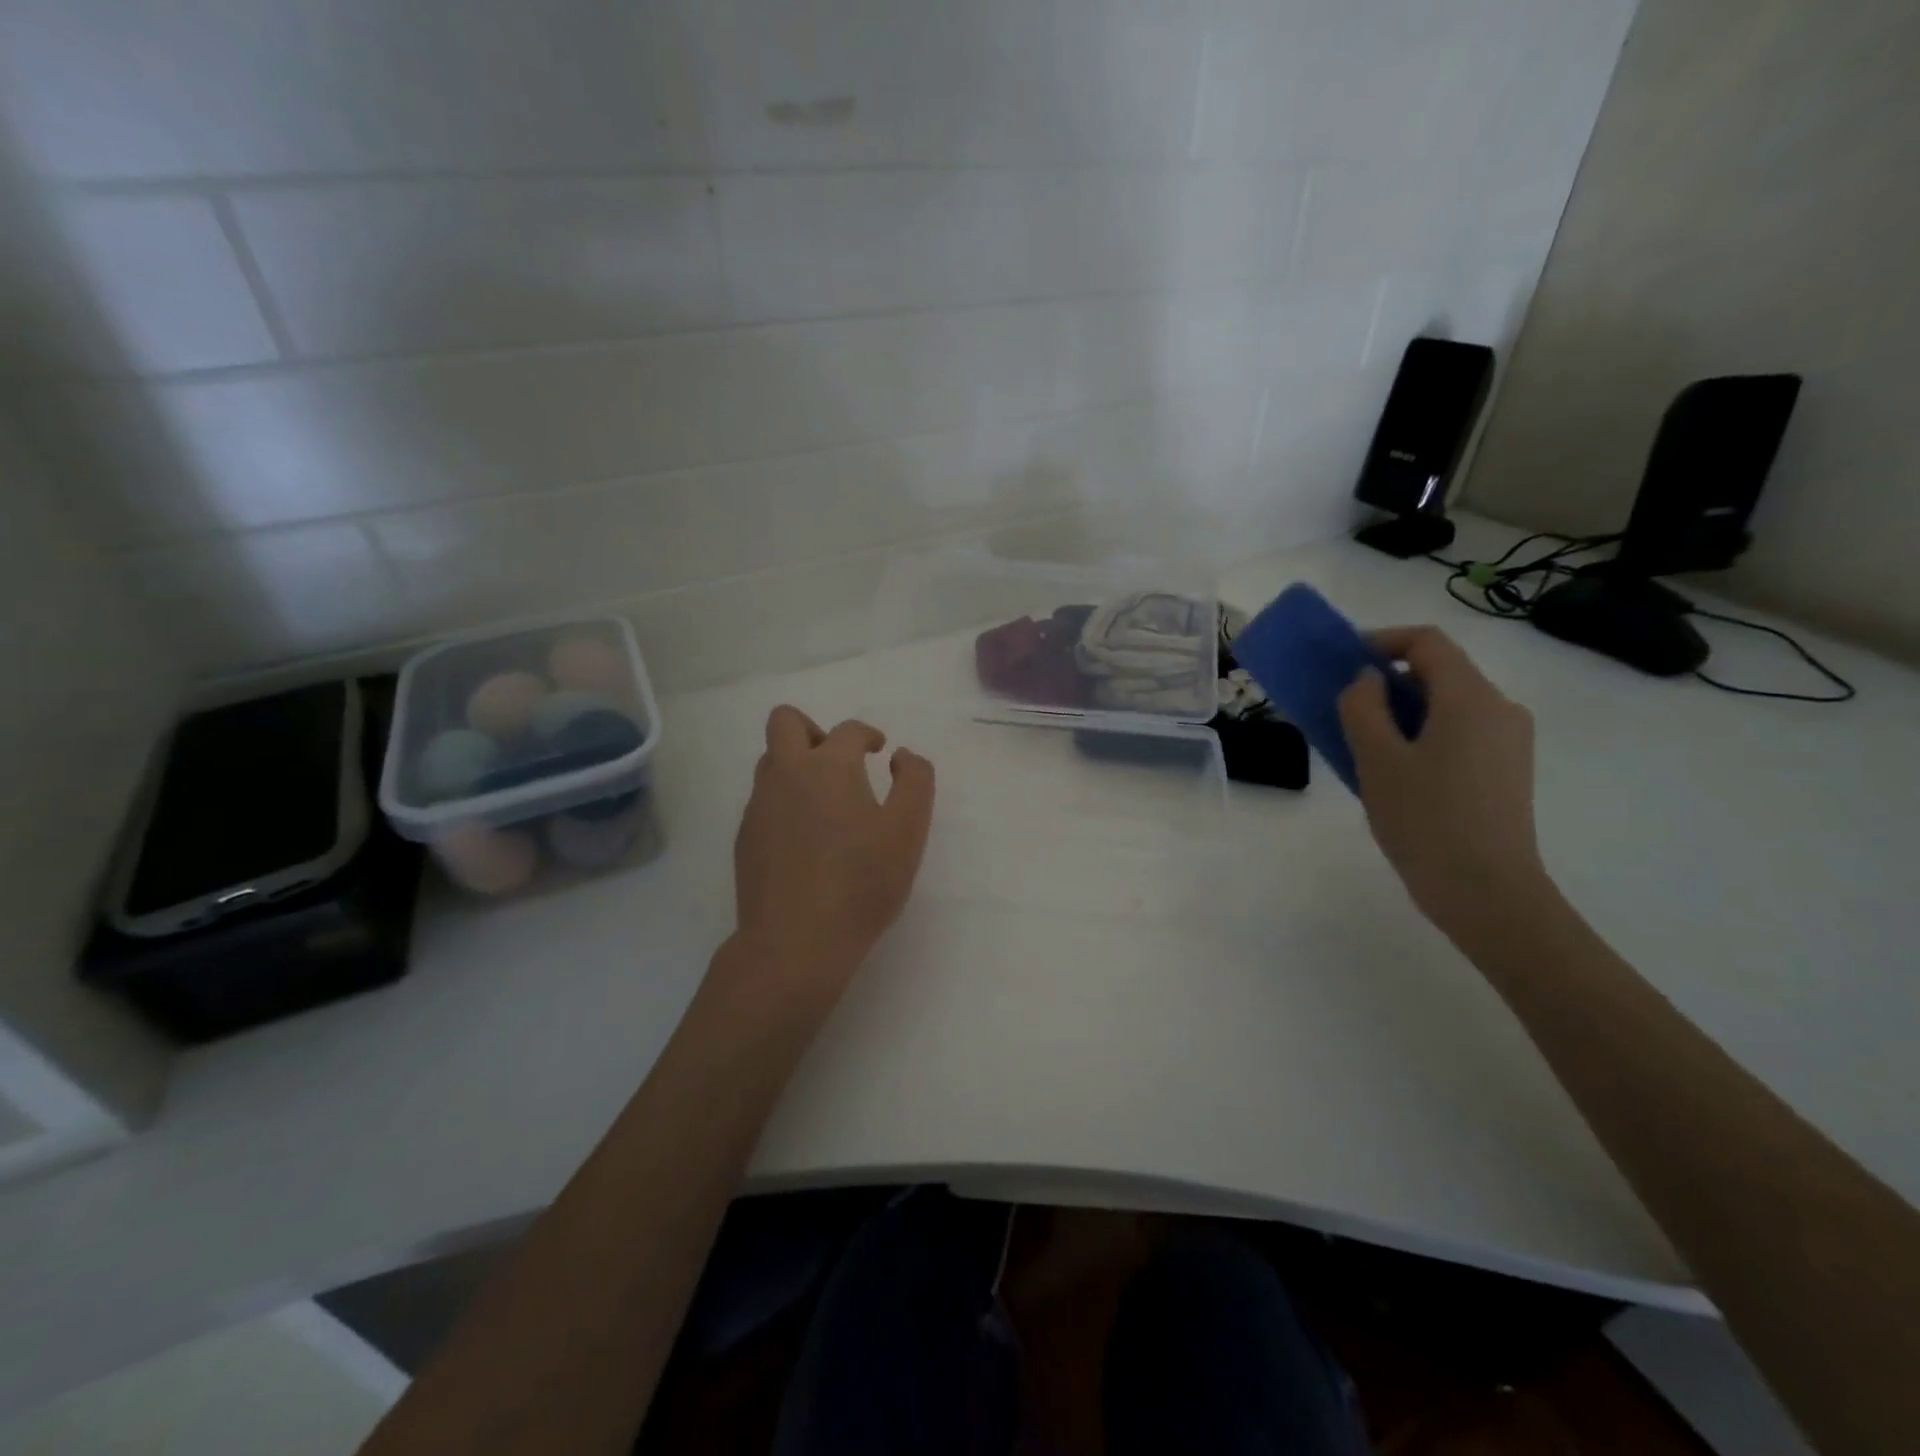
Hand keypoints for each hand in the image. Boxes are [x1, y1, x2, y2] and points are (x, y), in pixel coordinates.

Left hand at [729, 706, 935, 1002]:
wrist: (796, 942)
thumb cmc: (861, 883)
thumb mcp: (908, 830)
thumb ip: (915, 782)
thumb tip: (901, 756)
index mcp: (828, 766)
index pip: (848, 730)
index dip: (868, 735)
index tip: (879, 752)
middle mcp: (786, 774)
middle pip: (785, 722)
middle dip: (813, 730)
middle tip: (839, 762)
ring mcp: (759, 805)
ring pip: (770, 762)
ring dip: (797, 766)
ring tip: (826, 804)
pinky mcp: (745, 838)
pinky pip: (764, 800)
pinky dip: (785, 803)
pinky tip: (806, 840)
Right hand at [1337, 627, 1552, 938]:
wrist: (1487, 893)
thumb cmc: (1426, 820)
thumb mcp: (1377, 760)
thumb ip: (1362, 707)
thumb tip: (1366, 680)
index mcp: (1471, 698)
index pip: (1427, 642)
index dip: (1381, 641)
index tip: (1342, 662)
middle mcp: (1499, 709)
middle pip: (1439, 672)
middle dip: (1387, 680)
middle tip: (1343, 707)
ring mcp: (1509, 742)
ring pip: (1447, 706)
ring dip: (1401, 711)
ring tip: (1361, 743)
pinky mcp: (1506, 771)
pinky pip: (1458, 734)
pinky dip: (1422, 735)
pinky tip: (1394, 772)